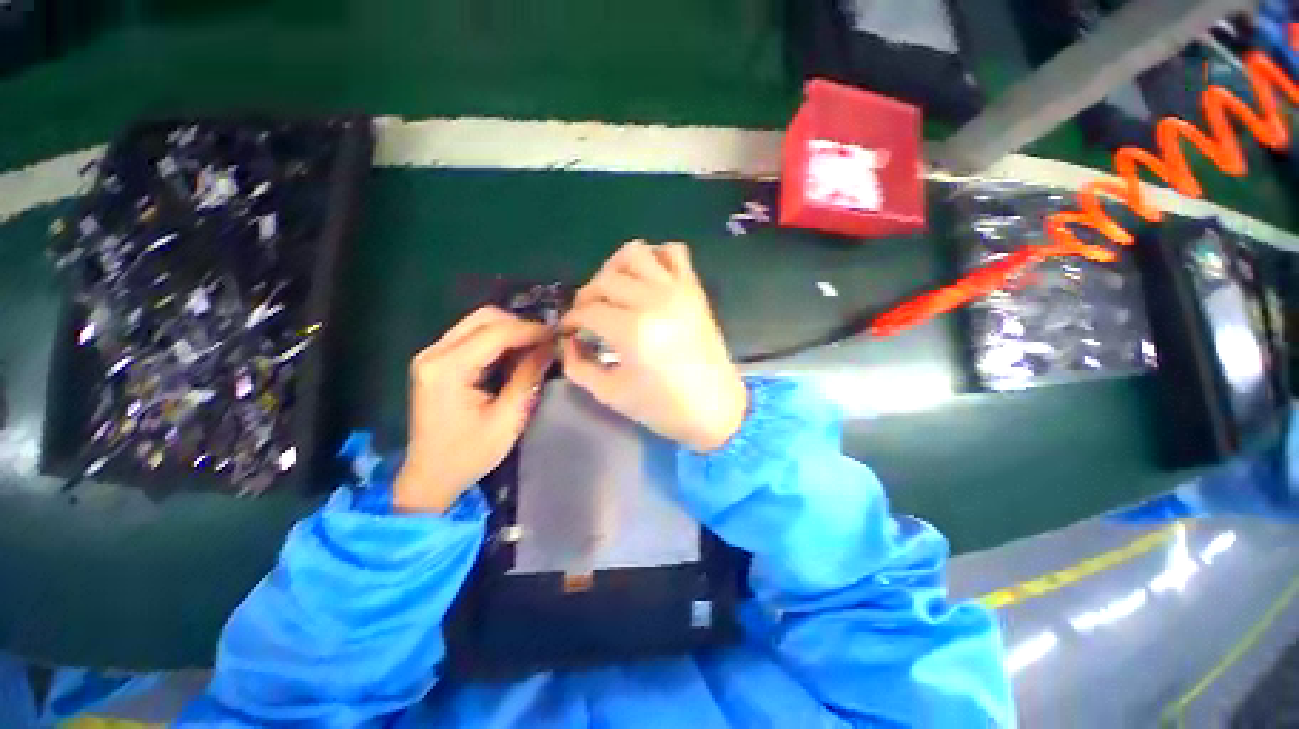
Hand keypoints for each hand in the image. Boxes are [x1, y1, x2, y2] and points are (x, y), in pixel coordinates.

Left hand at [394, 307, 552, 512]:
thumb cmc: (469, 454)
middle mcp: (434, 353)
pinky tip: (516, 355)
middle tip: (547, 343)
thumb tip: (550, 347)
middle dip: (520, 326)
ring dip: (511, 331)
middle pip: (484, 318)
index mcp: (447, 369)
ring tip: (536, 348)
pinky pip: (473, 335)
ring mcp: (432, 355)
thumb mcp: (507, 419)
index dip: (531, 330)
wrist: (430, 476)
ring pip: (479, 322)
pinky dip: (499, 340)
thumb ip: (528, 377)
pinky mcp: (437, 360)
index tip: (558, 336)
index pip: (495, 332)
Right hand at [561, 241, 747, 451]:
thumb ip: (578, 366)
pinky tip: (645, 279)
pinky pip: (673, 252)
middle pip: (606, 279)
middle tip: (586, 317)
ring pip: (635, 253)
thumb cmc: (663, 408)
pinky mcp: (694, 289)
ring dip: (614, 268)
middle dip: (586, 296)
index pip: (588, 310)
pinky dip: (654, 257)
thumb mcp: (611, 394)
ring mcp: (678, 290)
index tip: (568, 332)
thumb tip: (568, 342)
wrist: (715, 408)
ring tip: (612, 292)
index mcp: (633, 331)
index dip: (571, 320)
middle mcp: (654, 301)